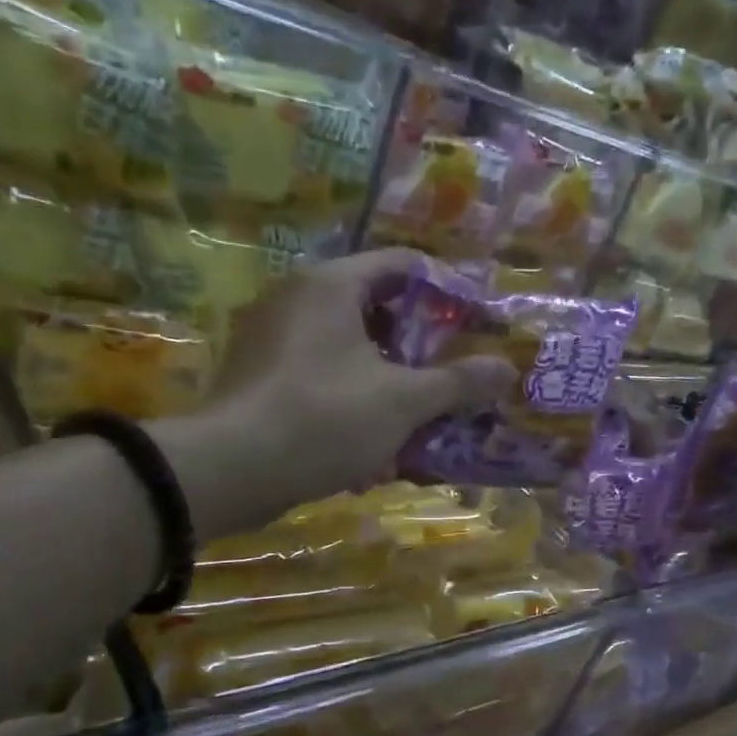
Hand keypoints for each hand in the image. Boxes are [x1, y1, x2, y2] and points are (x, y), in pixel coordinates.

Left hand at [157, 251, 513, 538]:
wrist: (230, 470)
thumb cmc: (323, 419)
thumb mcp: (402, 401)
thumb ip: (457, 383)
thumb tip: (507, 369)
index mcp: (331, 285)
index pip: (402, 265)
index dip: (446, 291)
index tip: (477, 323)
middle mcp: (297, 299)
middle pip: (376, 308)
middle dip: (419, 345)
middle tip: (452, 374)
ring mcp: (272, 340)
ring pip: (349, 350)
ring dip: (389, 379)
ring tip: (421, 413)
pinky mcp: (260, 379)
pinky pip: (322, 378)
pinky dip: (354, 400)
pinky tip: (375, 442)